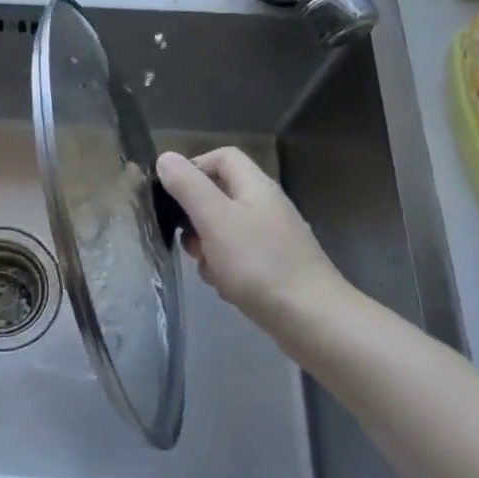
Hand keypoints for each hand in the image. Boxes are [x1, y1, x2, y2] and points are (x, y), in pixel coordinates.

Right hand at [155, 147, 350, 330]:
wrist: (313, 320)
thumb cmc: (259, 264)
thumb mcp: (215, 220)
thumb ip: (188, 186)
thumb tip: (165, 157)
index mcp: (255, 186)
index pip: (222, 157)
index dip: (194, 167)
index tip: (173, 195)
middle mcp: (266, 206)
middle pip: (220, 195)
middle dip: (196, 218)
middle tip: (189, 241)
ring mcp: (273, 237)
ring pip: (225, 230)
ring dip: (208, 248)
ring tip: (209, 270)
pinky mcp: (275, 266)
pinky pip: (239, 257)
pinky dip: (226, 269)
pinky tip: (226, 288)